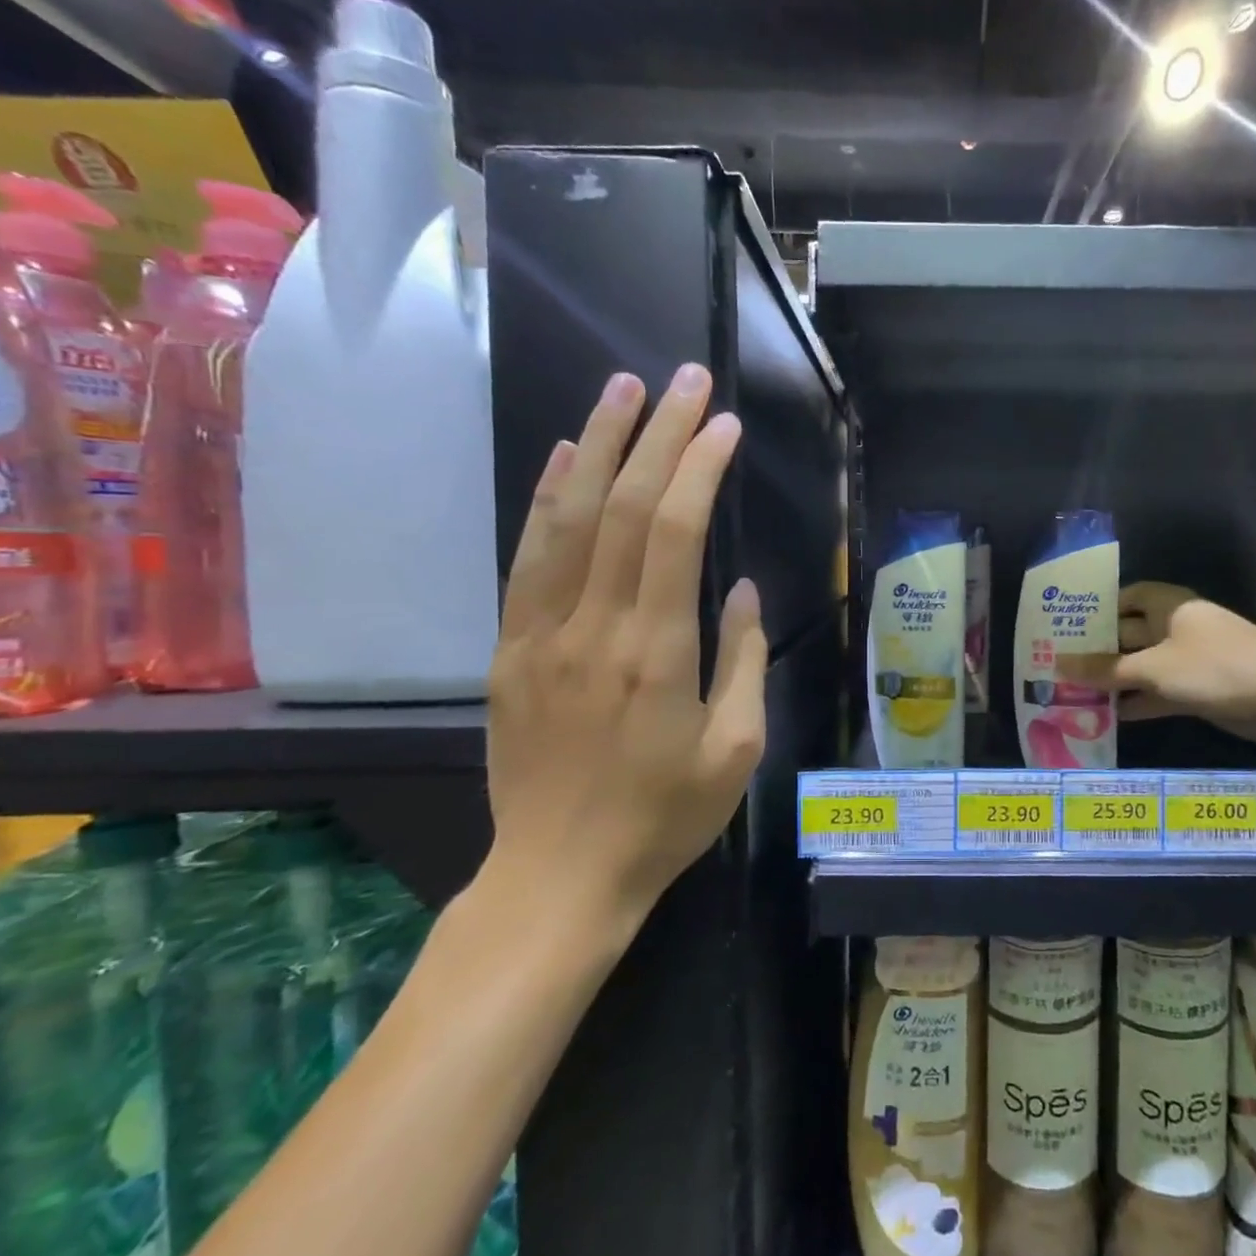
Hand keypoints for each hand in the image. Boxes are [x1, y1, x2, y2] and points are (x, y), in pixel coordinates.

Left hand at [483, 363, 766, 944]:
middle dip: (657, 434)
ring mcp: (541, 635)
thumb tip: (743, 588)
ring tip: (624, 389)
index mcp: (655, 654)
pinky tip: (568, 456)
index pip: (674, 533)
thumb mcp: (735, 750)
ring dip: (598, 445)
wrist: (559, 876)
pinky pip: (527, 559)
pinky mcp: (511, 650)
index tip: (725, 425)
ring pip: (566, 519)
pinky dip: (547, 499)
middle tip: (684, 379)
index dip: (699, 468)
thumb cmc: (664, 818)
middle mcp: (593, 629)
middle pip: (621, 508)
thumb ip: (744, 660)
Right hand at [1061, 581, 1255, 745]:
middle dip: (1100, 648)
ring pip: (1144, 667)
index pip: (1128, 596)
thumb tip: (1057, 665)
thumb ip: (1106, 669)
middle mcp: (1177, 629)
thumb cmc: (1215, 666)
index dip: (1100, 607)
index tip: (1067, 623)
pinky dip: (1139, 702)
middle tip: (1059, 662)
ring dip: (1116, 680)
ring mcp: (1190, 661)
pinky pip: (1160, 693)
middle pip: (1131, 634)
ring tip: (1074, 693)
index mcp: (1169, 606)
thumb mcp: (1154, 667)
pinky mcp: (1200, 690)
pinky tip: (1110, 717)